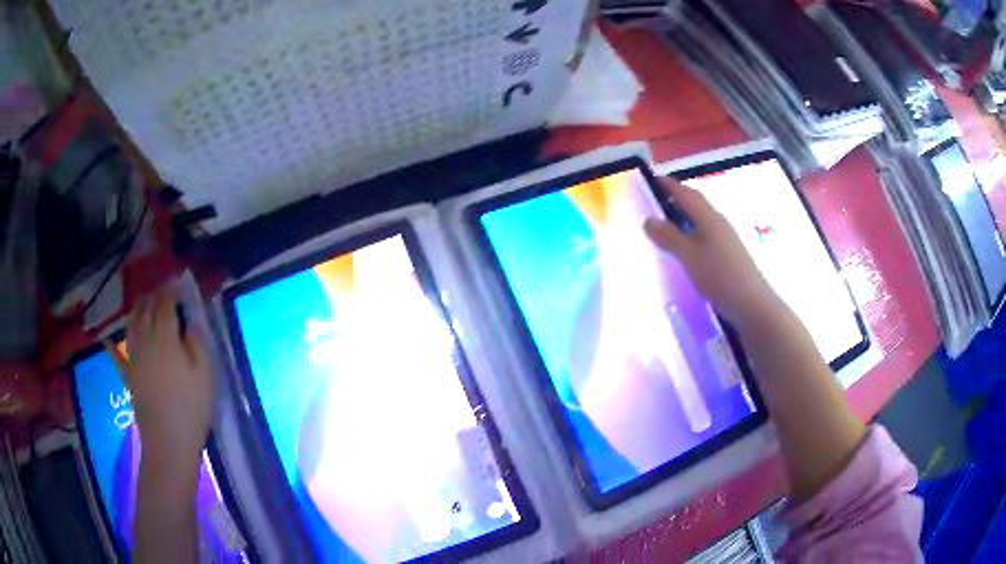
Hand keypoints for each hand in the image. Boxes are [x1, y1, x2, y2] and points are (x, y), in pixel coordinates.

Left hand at [107, 287, 213, 464]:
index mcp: (165, 337)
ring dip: (137, 309)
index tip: (179, 283)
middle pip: (146, 308)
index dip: (171, 290)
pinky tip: (108, 338)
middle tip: (163, 292)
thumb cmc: (191, 407)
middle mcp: (145, 339)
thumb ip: (197, 342)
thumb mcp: (205, 374)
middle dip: (154, 296)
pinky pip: (116, 352)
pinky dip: (112, 343)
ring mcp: (133, 356)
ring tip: (144, 304)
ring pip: (131, 323)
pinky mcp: (127, 374)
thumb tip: (190, 321)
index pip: (165, 303)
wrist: (168, 441)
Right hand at [644, 177, 782, 328]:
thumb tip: (648, 219)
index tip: (652, 180)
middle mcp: (718, 223)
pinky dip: (691, 233)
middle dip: (676, 199)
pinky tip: (685, 248)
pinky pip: (705, 234)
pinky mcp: (729, 254)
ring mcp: (726, 238)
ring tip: (666, 225)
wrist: (753, 304)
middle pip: (695, 204)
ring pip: (701, 220)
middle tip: (655, 203)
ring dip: (684, 217)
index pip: (686, 194)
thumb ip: (669, 237)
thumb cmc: (720, 277)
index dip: (669, 185)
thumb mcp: (689, 257)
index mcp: (708, 218)